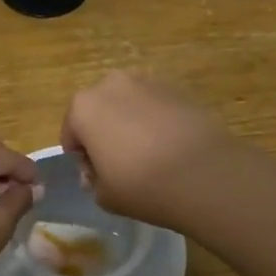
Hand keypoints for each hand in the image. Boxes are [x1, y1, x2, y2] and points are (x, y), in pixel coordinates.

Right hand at [60, 71, 241, 233]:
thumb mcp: (104, 195)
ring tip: (150, 153)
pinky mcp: (177, 87)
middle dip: (104, 131)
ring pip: (129, 103)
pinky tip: (172, 145)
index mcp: (83, 107)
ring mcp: (146, 81)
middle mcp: (111, 84)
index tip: (97, 175)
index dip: (81, 156)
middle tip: (122, 163)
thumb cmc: (143, 185)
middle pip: (99, 110)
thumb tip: (98, 171)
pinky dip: (157, 119)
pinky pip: (156, 104)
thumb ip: (93, 180)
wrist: (205, 173)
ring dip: (131, 121)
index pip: (71, 132)